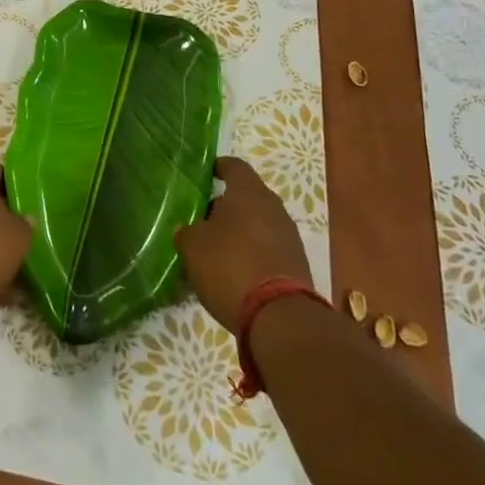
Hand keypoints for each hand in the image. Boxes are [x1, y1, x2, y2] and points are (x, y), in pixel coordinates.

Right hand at [174, 157, 312, 330]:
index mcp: (248, 193)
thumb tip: (189, 230)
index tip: (205, 174)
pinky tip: (235, 272)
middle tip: (202, 220)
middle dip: (225, 205)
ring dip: (239, 232)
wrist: (280, 318)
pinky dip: (252, 253)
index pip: (234, 166)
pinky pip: (268, 248)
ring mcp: (288, 236)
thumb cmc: (230, 266)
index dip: (218, 167)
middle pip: (247, 196)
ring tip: (215, 250)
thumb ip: (188, 232)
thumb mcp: (193, 247)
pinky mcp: (296, 265)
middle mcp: (273, 207)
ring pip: (258, 223)